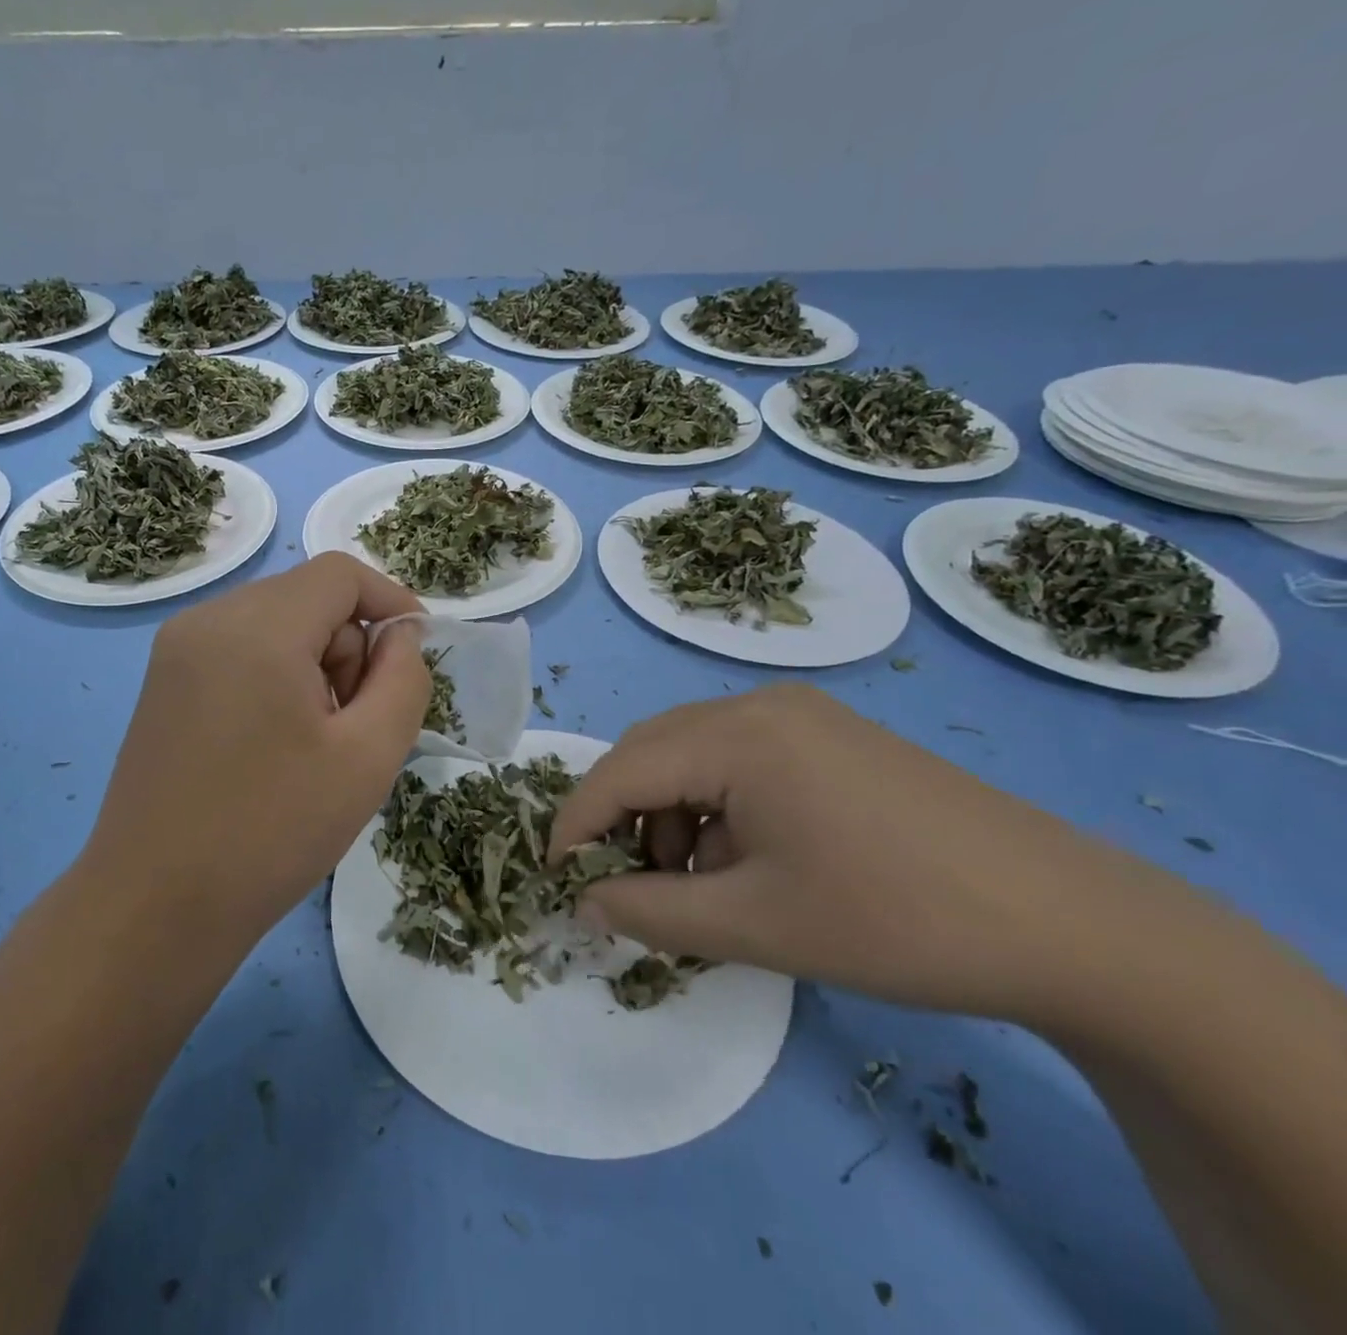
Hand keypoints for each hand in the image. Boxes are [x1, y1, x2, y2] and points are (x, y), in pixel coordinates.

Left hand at [84, 555, 429, 932]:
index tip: (413, 657)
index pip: (340, 573)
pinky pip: (241, 649)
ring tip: (314, 742)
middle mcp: (208, 619)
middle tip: (355, 724)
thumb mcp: (368, 757)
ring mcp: (177, 649)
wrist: (154, 907)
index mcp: (257, 627)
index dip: (391, 602)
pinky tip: (274, 743)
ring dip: (314, 665)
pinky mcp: (164, 681)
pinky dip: (276, 676)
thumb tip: (398, 637)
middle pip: (308, 597)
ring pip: (275, 623)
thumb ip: (403, 680)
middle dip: (349, 646)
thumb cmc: (271, 832)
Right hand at [550, 684, 1171, 1026]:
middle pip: (653, 751)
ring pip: (693, 754)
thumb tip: (584, 903)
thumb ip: (651, 912)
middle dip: (626, 818)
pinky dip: (718, 805)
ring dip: (673, 814)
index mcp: (738, 735)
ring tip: (704, 884)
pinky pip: (739, 758)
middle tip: (632, 886)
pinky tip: (752, 859)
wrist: (1074, 925)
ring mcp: (802, 715)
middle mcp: (760, 705)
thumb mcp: (757, 926)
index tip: (557, 875)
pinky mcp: (832, 736)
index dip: (577, 822)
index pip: (622, 770)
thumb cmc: (897, 920)